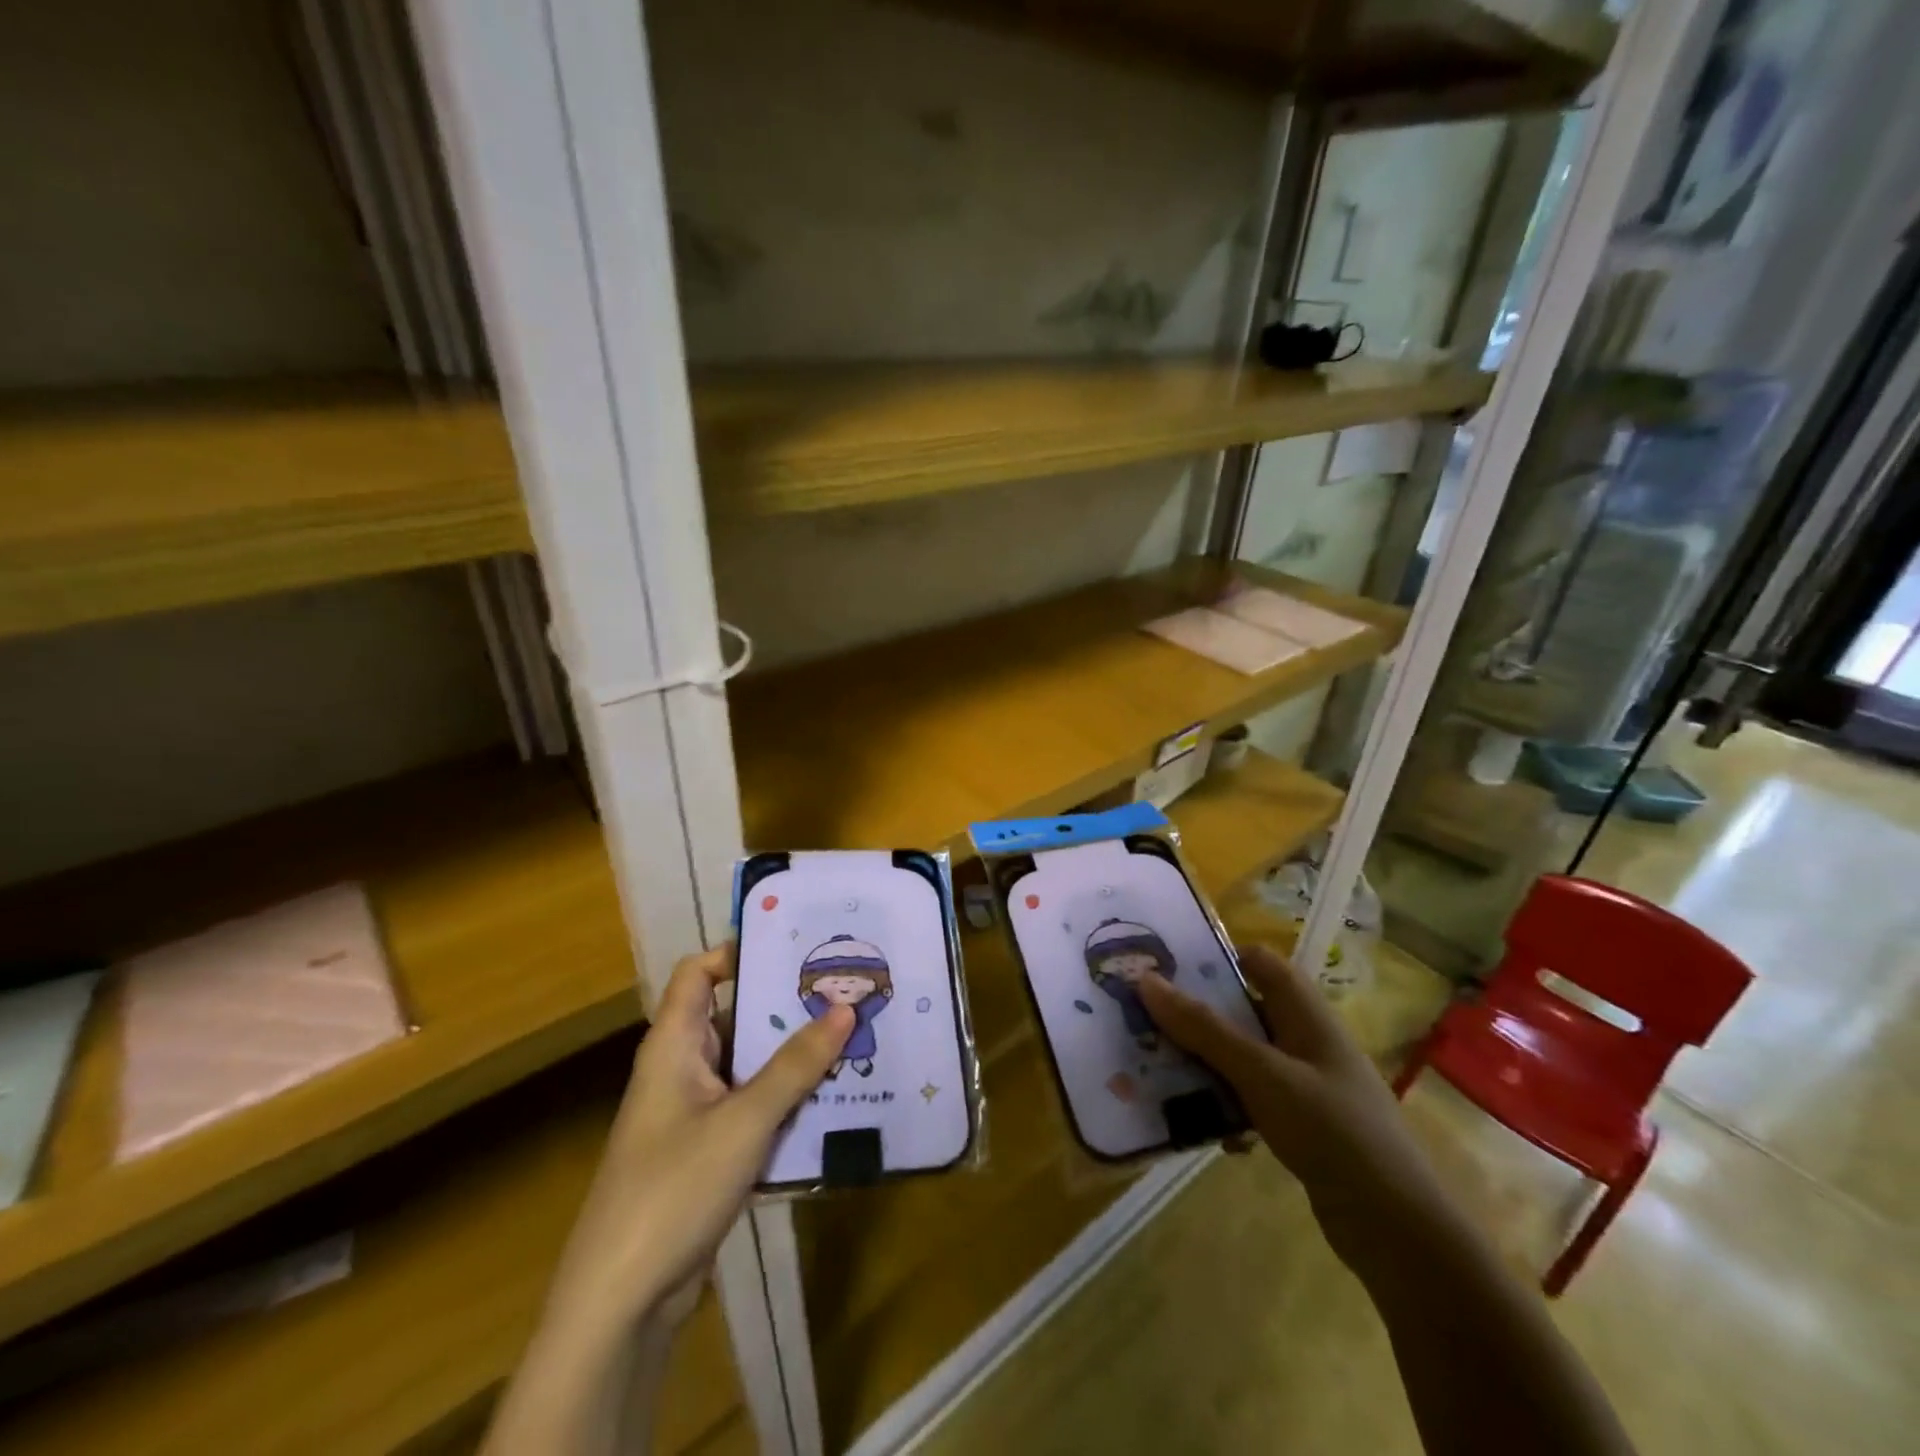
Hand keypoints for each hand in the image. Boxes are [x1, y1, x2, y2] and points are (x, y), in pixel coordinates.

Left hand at [545, 945, 852, 1333]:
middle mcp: (683, 1068)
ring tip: (852, 1031)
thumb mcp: (744, 1121)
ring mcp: (696, 1112)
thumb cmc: (673, 1189)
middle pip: (734, 1015)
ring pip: (749, 1063)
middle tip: (843, 986)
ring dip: (793, 1052)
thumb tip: (845, 1008)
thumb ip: (796, 1065)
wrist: (621, 1303)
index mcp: (674, 1045)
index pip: (699, 973)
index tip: (796, 944)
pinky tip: (834, 1094)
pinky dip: (787, 1095)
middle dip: (785, 1002)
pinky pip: (754, 1105)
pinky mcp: (710, 1151)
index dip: (739, 951)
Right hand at [1137, 944, 1447, 1263]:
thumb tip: (1146, 980)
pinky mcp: (1301, 1125)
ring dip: (1207, 1064)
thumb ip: (1204, 1028)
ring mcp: (1306, 1085)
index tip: (1169, 968)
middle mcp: (1306, 1042)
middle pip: (1244, 1011)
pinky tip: (1206, 1129)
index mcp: (1307, 1015)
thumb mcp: (1261, 1073)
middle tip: (1148, 1018)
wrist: (1396, 1230)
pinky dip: (1227, 1106)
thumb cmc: (1332, 1131)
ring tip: (1159, 1070)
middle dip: (1198, 1015)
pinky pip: (1252, 1100)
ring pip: (1243, 1058)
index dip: (1219, 958)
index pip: (1261, 963)